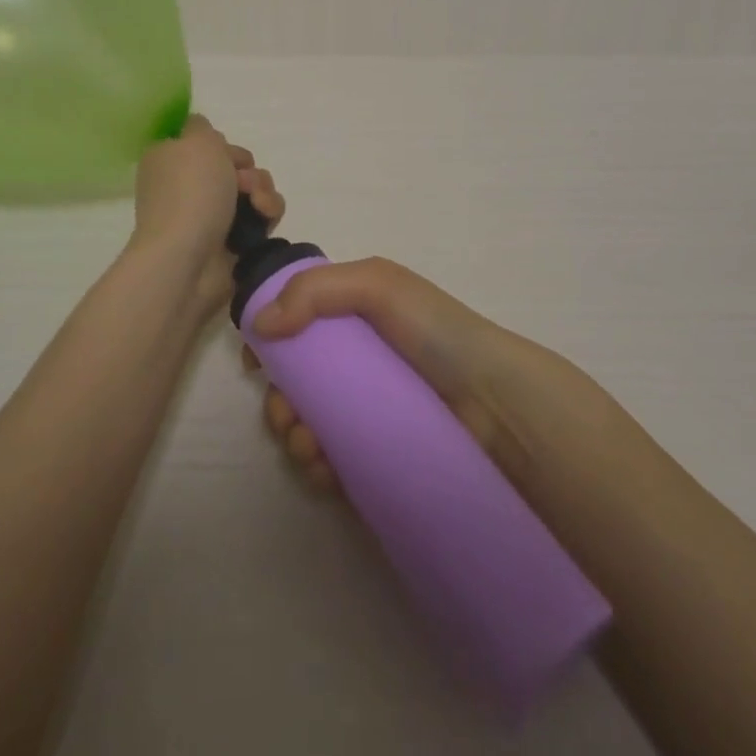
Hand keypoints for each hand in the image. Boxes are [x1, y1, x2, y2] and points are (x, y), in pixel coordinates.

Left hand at [130, 114, 283, 307]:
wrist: (188, 258)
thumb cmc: (190, 192)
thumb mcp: (196, 139)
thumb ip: (202, 127)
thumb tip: (202, 132)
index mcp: (170, 161)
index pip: (203, 143)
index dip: (219, 144)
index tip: (223, 151)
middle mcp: (188, 186)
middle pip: (233, 164)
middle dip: (246, 167)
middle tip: (242, 181)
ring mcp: (211, 214)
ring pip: (253, 188)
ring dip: (262, 188)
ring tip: (257, 203)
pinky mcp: (234, 240)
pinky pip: (262, 216)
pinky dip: (267, 212)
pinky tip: (264, 217)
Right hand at [241, 258, 537, 493]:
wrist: (497, 408)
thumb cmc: (437, 334)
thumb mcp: (379, 285)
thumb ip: (315, 290)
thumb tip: (261, 325)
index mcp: (354, 321)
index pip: (297, 330)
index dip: (271, 346)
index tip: (257, 365)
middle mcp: (357, 368)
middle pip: (295, 384)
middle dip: (278, 401)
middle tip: (287, 415)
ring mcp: (366, 416)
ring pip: (307, 428)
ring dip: (292, 438)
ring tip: (310, 447)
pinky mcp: (376, 460)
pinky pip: (331, 466)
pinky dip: (315, 469)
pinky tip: (323, 470)